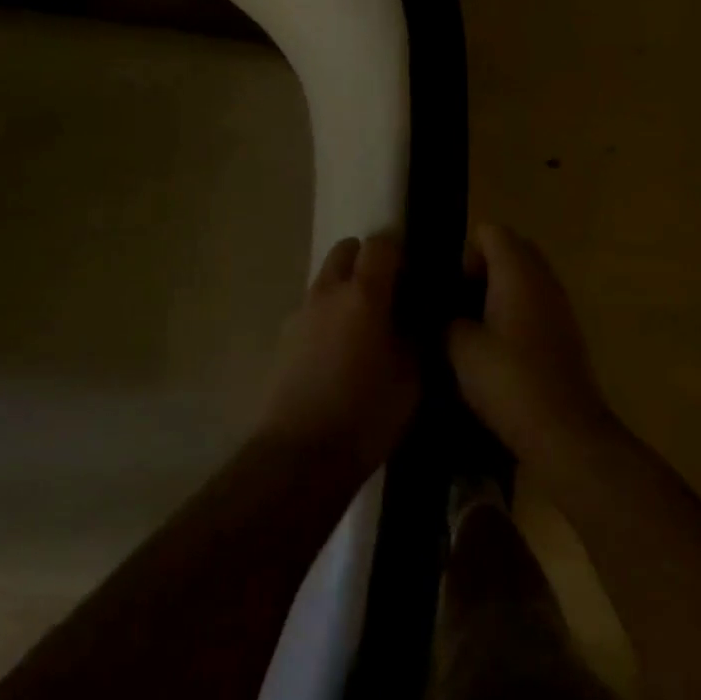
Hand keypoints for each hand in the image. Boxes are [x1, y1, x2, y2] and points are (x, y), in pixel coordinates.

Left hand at [259, 234, 419, 474]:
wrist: (300, 455)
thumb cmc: (366, 414)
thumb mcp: (411, 376)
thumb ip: (416, 334)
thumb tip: (416, 314)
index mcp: (363, 294)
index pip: (380, 244)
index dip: (399, 252)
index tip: (413, 276)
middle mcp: (328, 291)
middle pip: (345, 250)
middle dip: (367, 260)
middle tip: (387, 293)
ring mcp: (301, 312)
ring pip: (326, 279)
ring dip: (345, 288)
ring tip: (363, 328)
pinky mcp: (284, 337)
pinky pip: (312, 309)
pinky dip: (328, 315)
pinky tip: (338, 354)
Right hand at [447, 224, 615, 477]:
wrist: (565, 434)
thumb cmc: (509, 381)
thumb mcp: (459, 349)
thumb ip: (446, 320)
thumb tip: (444, 315)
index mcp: (517, 270)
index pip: (490, 231)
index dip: (465, 252)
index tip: (451, 289)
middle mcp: (543, 278)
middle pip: (510, 250)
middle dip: (482, 269)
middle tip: (459, 305)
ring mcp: (559, 306)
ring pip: (524, 279)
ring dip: (499, 293)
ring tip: (474, 329)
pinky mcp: (566, 334)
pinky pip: (535, 305)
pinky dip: (515, 314)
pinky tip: (498, 351)